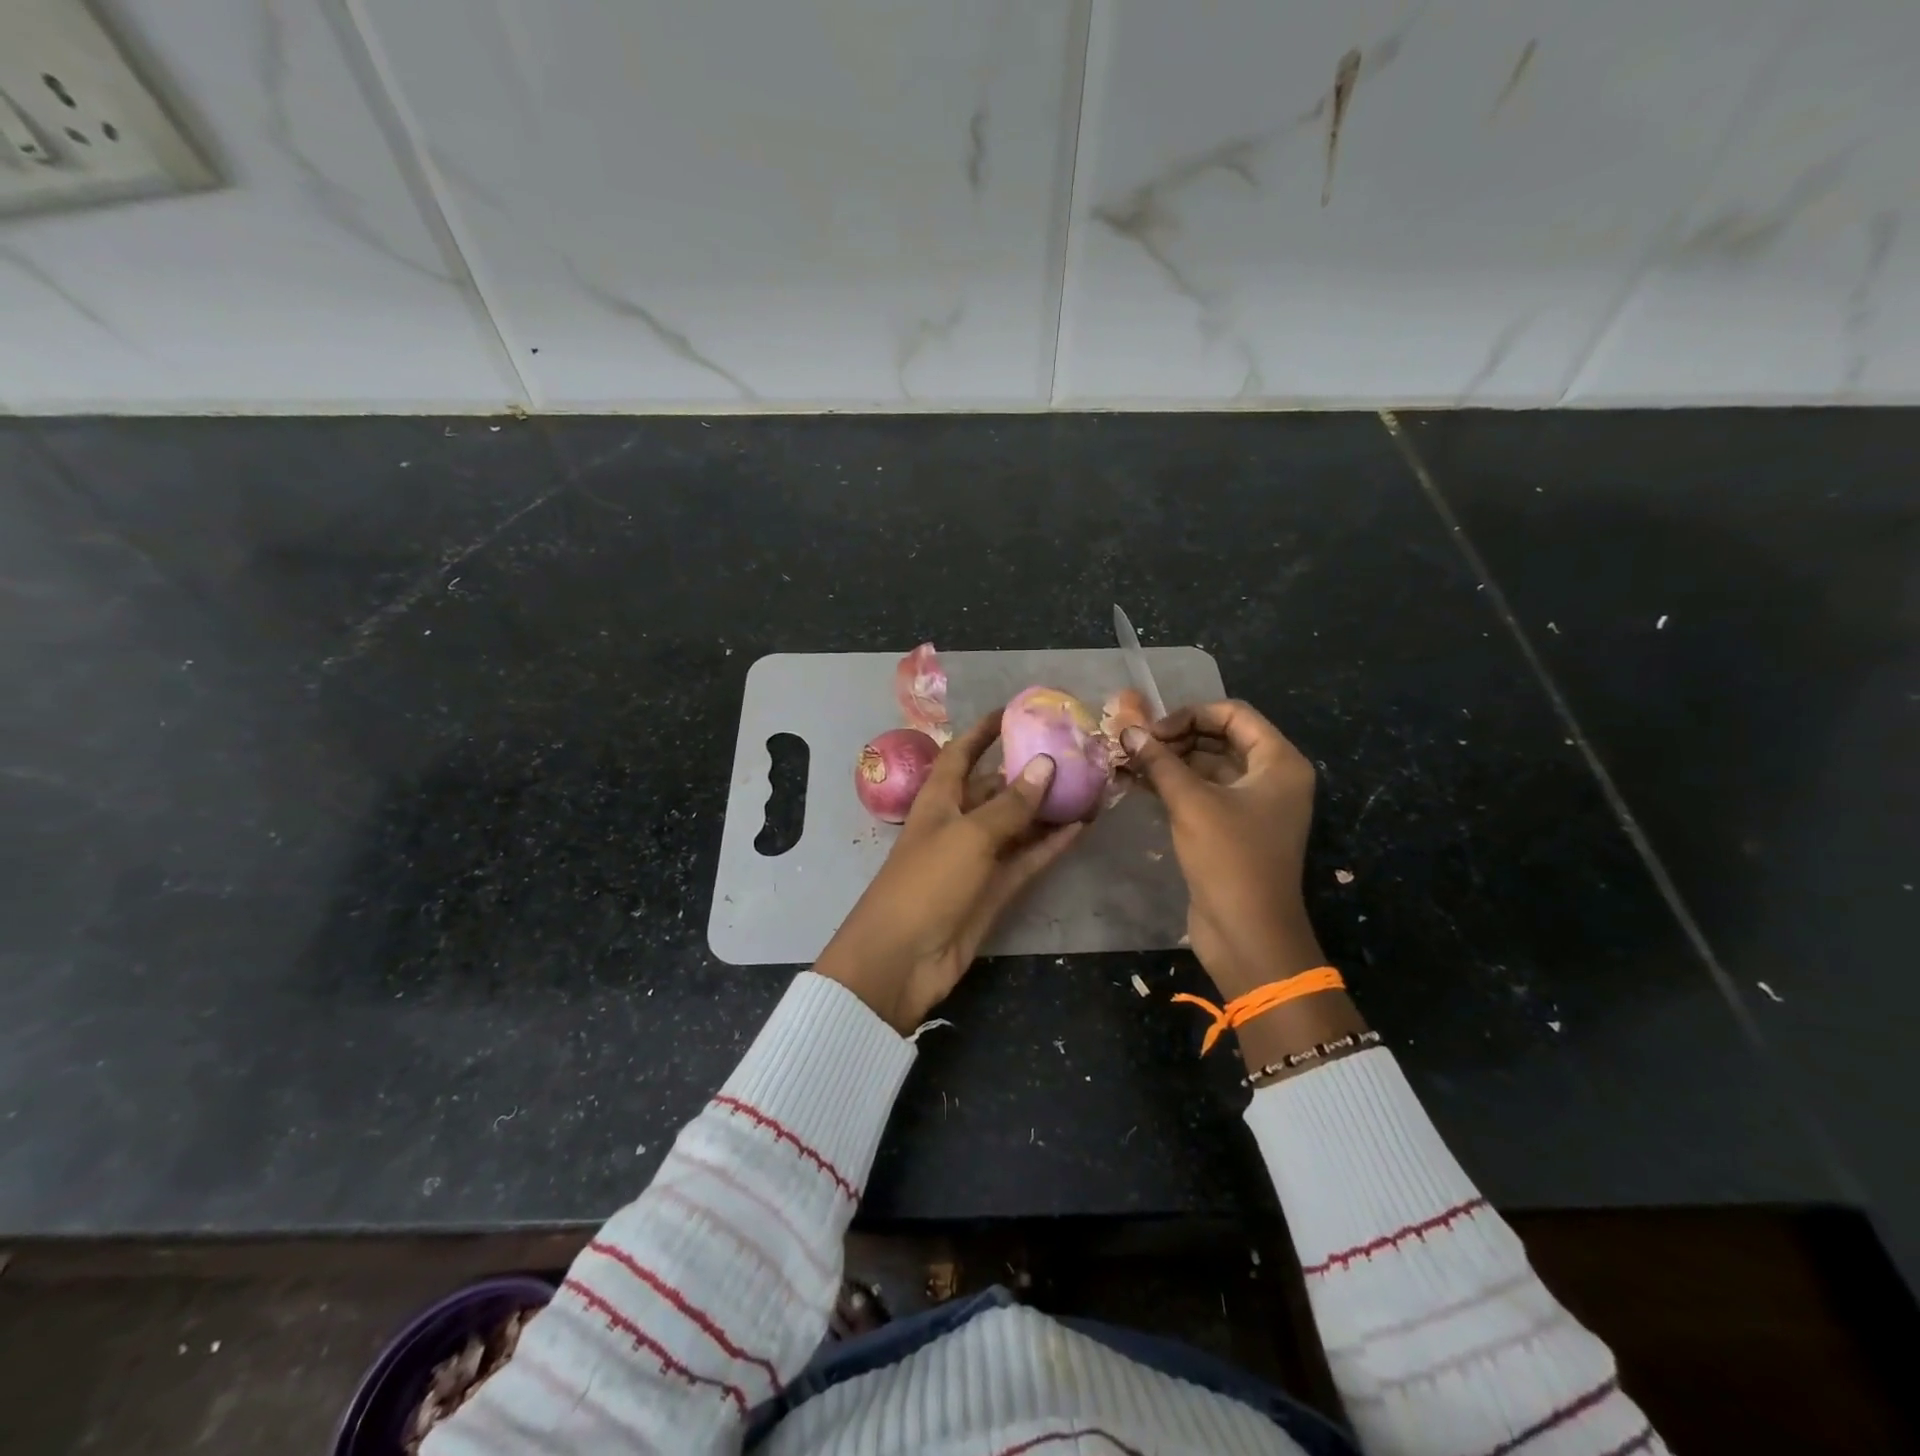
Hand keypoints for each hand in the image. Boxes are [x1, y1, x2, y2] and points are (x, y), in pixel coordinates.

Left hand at [815, 714, 1084, 1033]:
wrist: (903, 959)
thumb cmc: (927, 883)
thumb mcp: (969, 835)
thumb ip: (1010, 804)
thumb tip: (1045, 764)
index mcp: (939, 800)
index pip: (960, 754)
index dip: (982, 733)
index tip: (1012, 712)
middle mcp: (958, 823)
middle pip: (995, 788)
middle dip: (1026, 771)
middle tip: (1070, 752)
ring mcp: (977, 858)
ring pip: (1017, 824)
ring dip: (1047, 808)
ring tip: (1086, 786)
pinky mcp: (993, 890)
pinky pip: (1026, 859)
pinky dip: (1050, 844)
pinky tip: (1080, 827)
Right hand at [1120, 700, 1322, 999]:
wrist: (1248, 934)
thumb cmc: (1230, 858)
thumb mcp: (1192, 803)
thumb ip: (1159, 762)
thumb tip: (1127, 731)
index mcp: (1280, 762)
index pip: (1233, 715)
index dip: (1190, 715)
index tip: (1151, 731)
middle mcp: (1272, 778)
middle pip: (1220, 738)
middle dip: (1176, 737)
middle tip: (1134, 746)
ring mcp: (1253, 805)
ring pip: (1208, 767)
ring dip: (1170, 762)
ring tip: (1128, 761)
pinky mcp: (1233, 829)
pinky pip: (1203, 793)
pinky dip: (1174, 785)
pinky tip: (1138, 783)